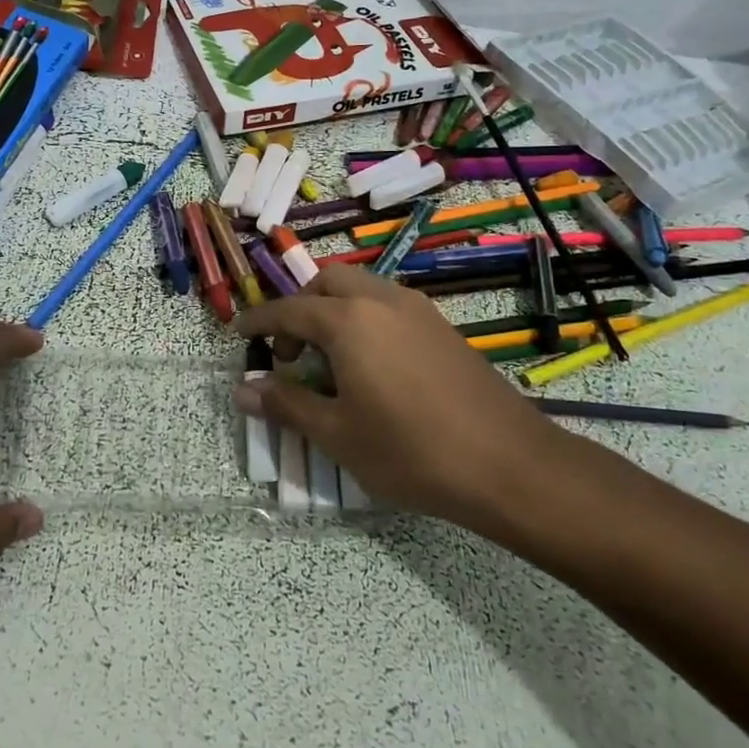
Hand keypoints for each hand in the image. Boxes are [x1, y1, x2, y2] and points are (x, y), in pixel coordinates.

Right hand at [233, 265, 576, 532]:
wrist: (509, 464)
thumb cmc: (410, 451)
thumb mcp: (337, 434)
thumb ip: (287, 405)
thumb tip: (244, 389)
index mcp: (348, 320)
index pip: (289, 310)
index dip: (260, 321)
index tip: (239, 333)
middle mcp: (382, 301)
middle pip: (328, 282)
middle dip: (300, 307)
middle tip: (291, 351)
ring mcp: (418, 311)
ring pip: (362, 289)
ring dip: (335, 310)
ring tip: (328, 360)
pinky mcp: (443, 328)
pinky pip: (389, 306)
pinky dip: (365, 319)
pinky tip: (370, 365)